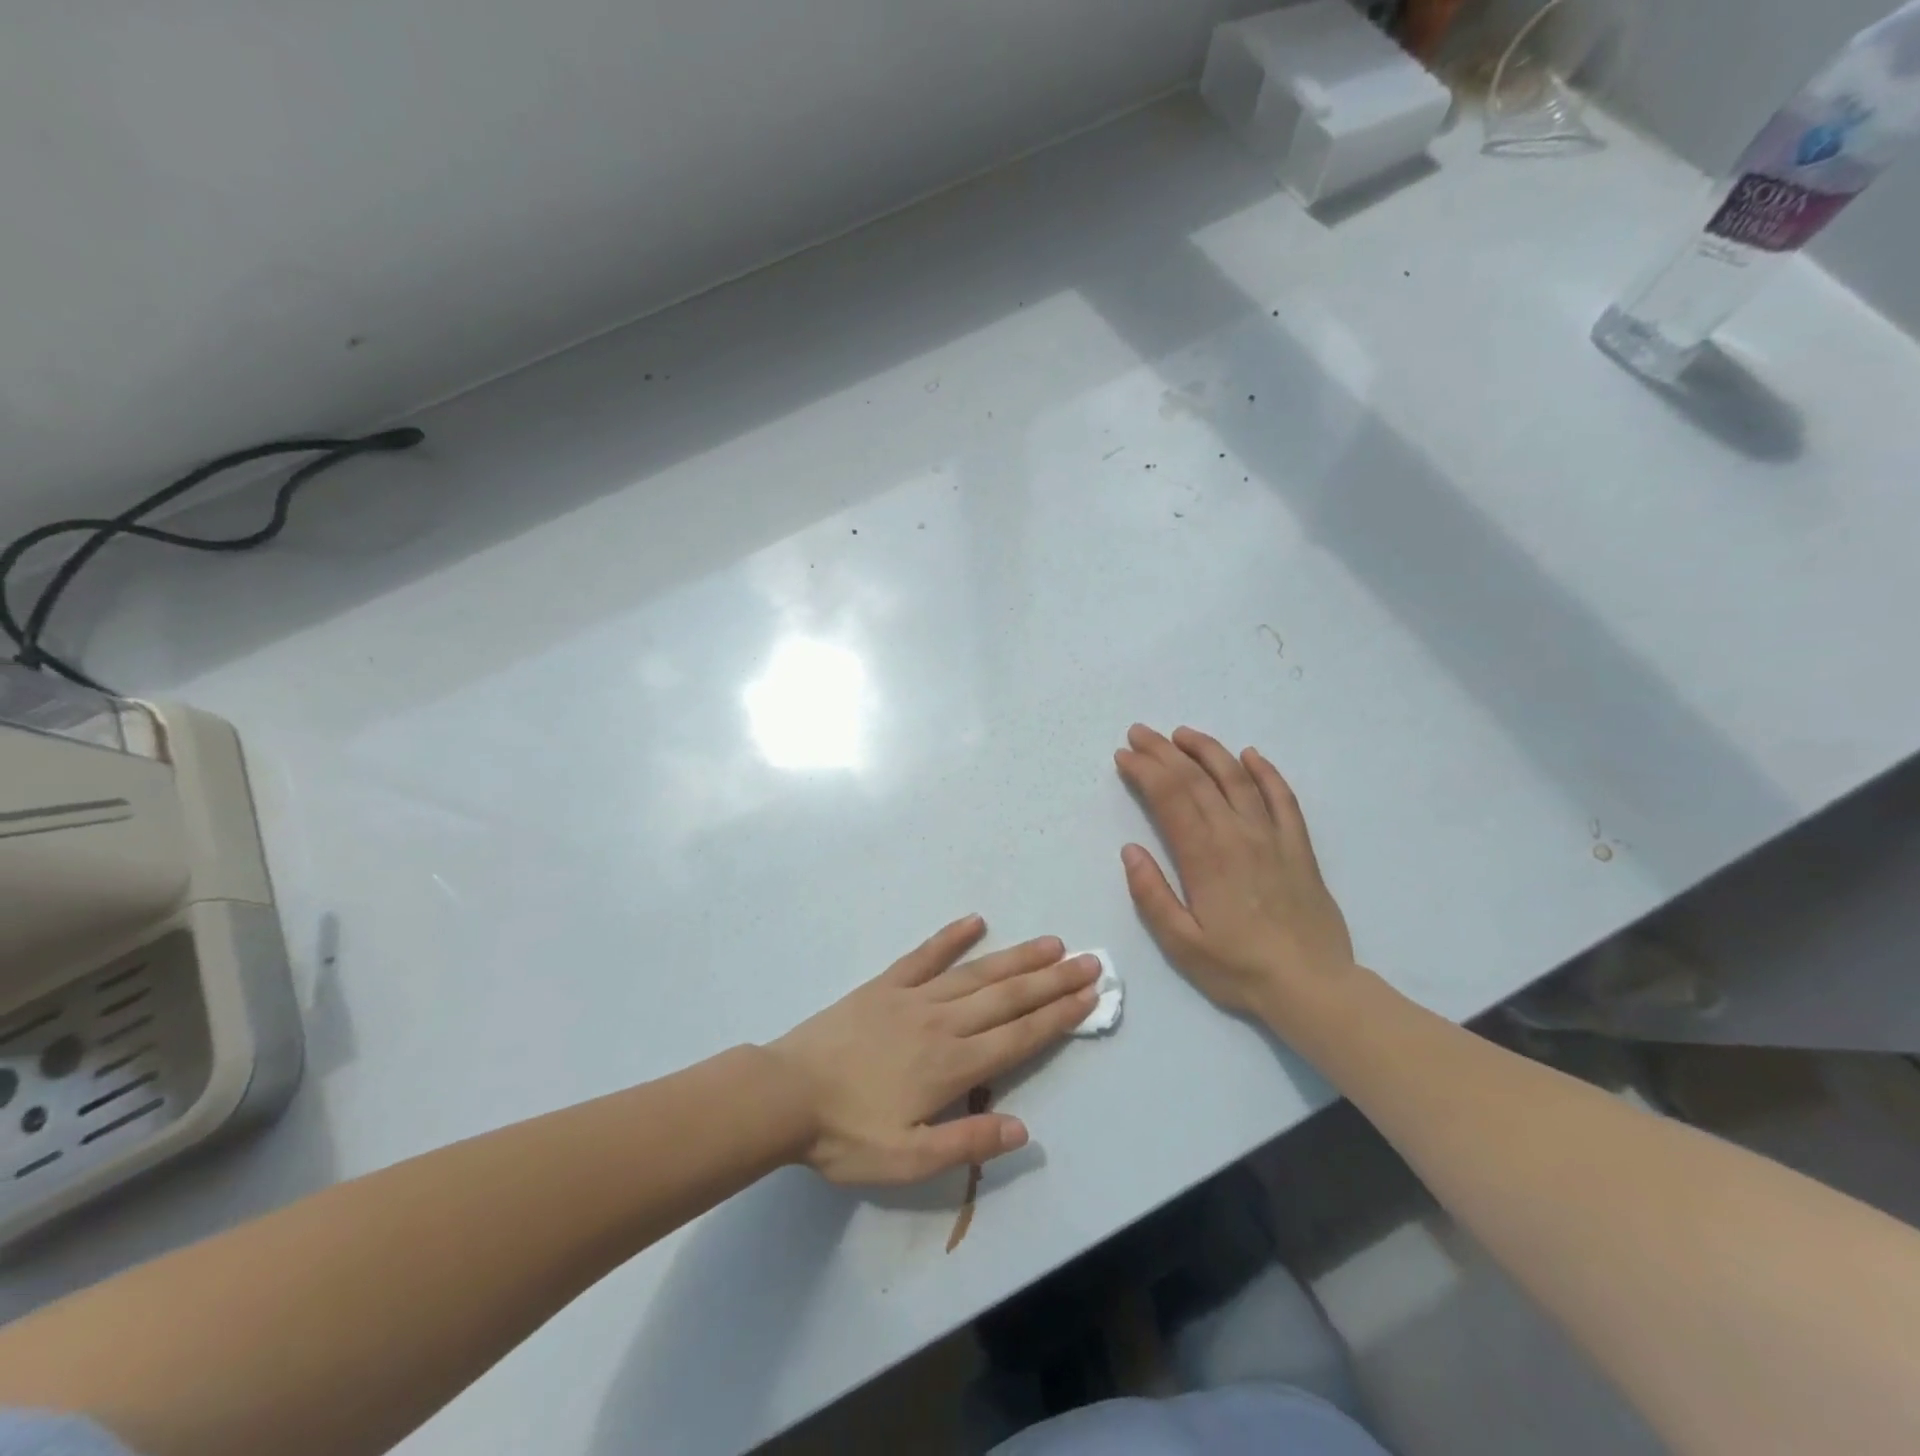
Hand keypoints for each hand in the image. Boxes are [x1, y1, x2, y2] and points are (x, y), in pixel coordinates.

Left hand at [767, 917, 1099, 1184]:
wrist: (784, 1094)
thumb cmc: (845, 1135)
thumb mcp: (906, 1161)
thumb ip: (966, 1144)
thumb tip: (1024, 1130)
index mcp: (951, 1065)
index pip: (1018, 1037)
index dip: (1057, 1016)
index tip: (1089, 995)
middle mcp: (942, 1023)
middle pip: (1007, 997)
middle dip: (1052, 980)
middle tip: (1089, 960)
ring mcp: (912, 998)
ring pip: (977, 973)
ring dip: (1017, 958)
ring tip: (1051, 944)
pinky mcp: (884, 985)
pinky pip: (924, 956)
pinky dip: (951, 938)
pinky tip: (975, 921)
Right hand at [1114, 725, 1355, 1027]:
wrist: (1312, 985)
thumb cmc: (1239, 968)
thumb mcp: (1181, 943)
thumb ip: (1152, 894)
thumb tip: (1130, 850)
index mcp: (1204, 857)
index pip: (1169, 797)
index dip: (1144, 771)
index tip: (1124, 755)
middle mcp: (1237, 835)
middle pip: (1196, 779)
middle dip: (1163, 751)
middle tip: (1140, 732)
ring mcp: (1271, 836)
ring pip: (1237, 778)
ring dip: (1208, 750)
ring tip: (1183, 733)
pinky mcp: (1298, 845)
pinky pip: (1283, 797)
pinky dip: (1266, 772)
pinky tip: (1250, 755)